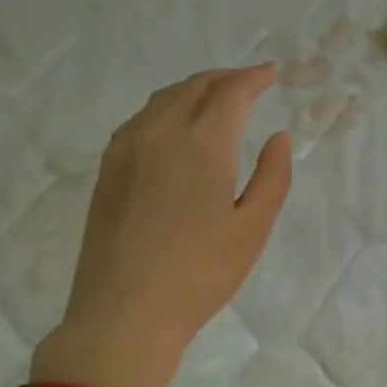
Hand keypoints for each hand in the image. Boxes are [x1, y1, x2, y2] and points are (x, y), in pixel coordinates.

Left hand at [31, 65, 290, 386]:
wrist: (123, 314)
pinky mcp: (107, 168)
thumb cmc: (200, 274)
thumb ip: (272, 176)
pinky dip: (168, 106)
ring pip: (165, 98)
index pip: (231, 91)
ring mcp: (127, 148)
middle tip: (250, 82)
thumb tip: (279, 136)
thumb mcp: (253, 228)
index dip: (254, 77)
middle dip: (227, 78)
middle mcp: (160, 132)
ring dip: (196, 88)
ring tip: (217, 98)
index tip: (271, 73)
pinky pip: (142, 118)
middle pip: (196, 86)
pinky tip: (176, 125)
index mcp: (202, 143)